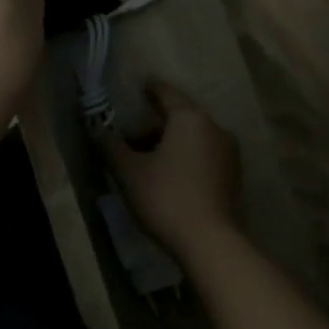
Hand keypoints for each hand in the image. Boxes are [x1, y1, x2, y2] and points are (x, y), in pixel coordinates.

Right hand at [99, 81, 242, 255]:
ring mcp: (229, 154)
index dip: (151, 89)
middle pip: (180, 118)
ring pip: (193, 139)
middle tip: (130, 140)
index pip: (167, 94)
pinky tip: (168, 178)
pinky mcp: (233, 178)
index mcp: (191, 119)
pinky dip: (184, 159)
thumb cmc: (166, 197)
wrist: (210, 243)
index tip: (141, 85)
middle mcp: (215, 129)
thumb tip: (96, 127)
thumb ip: (110, 145)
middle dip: (154, 126)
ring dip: (169, 144)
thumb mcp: (128, 171)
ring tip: (145, 163)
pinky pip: (203, 157)